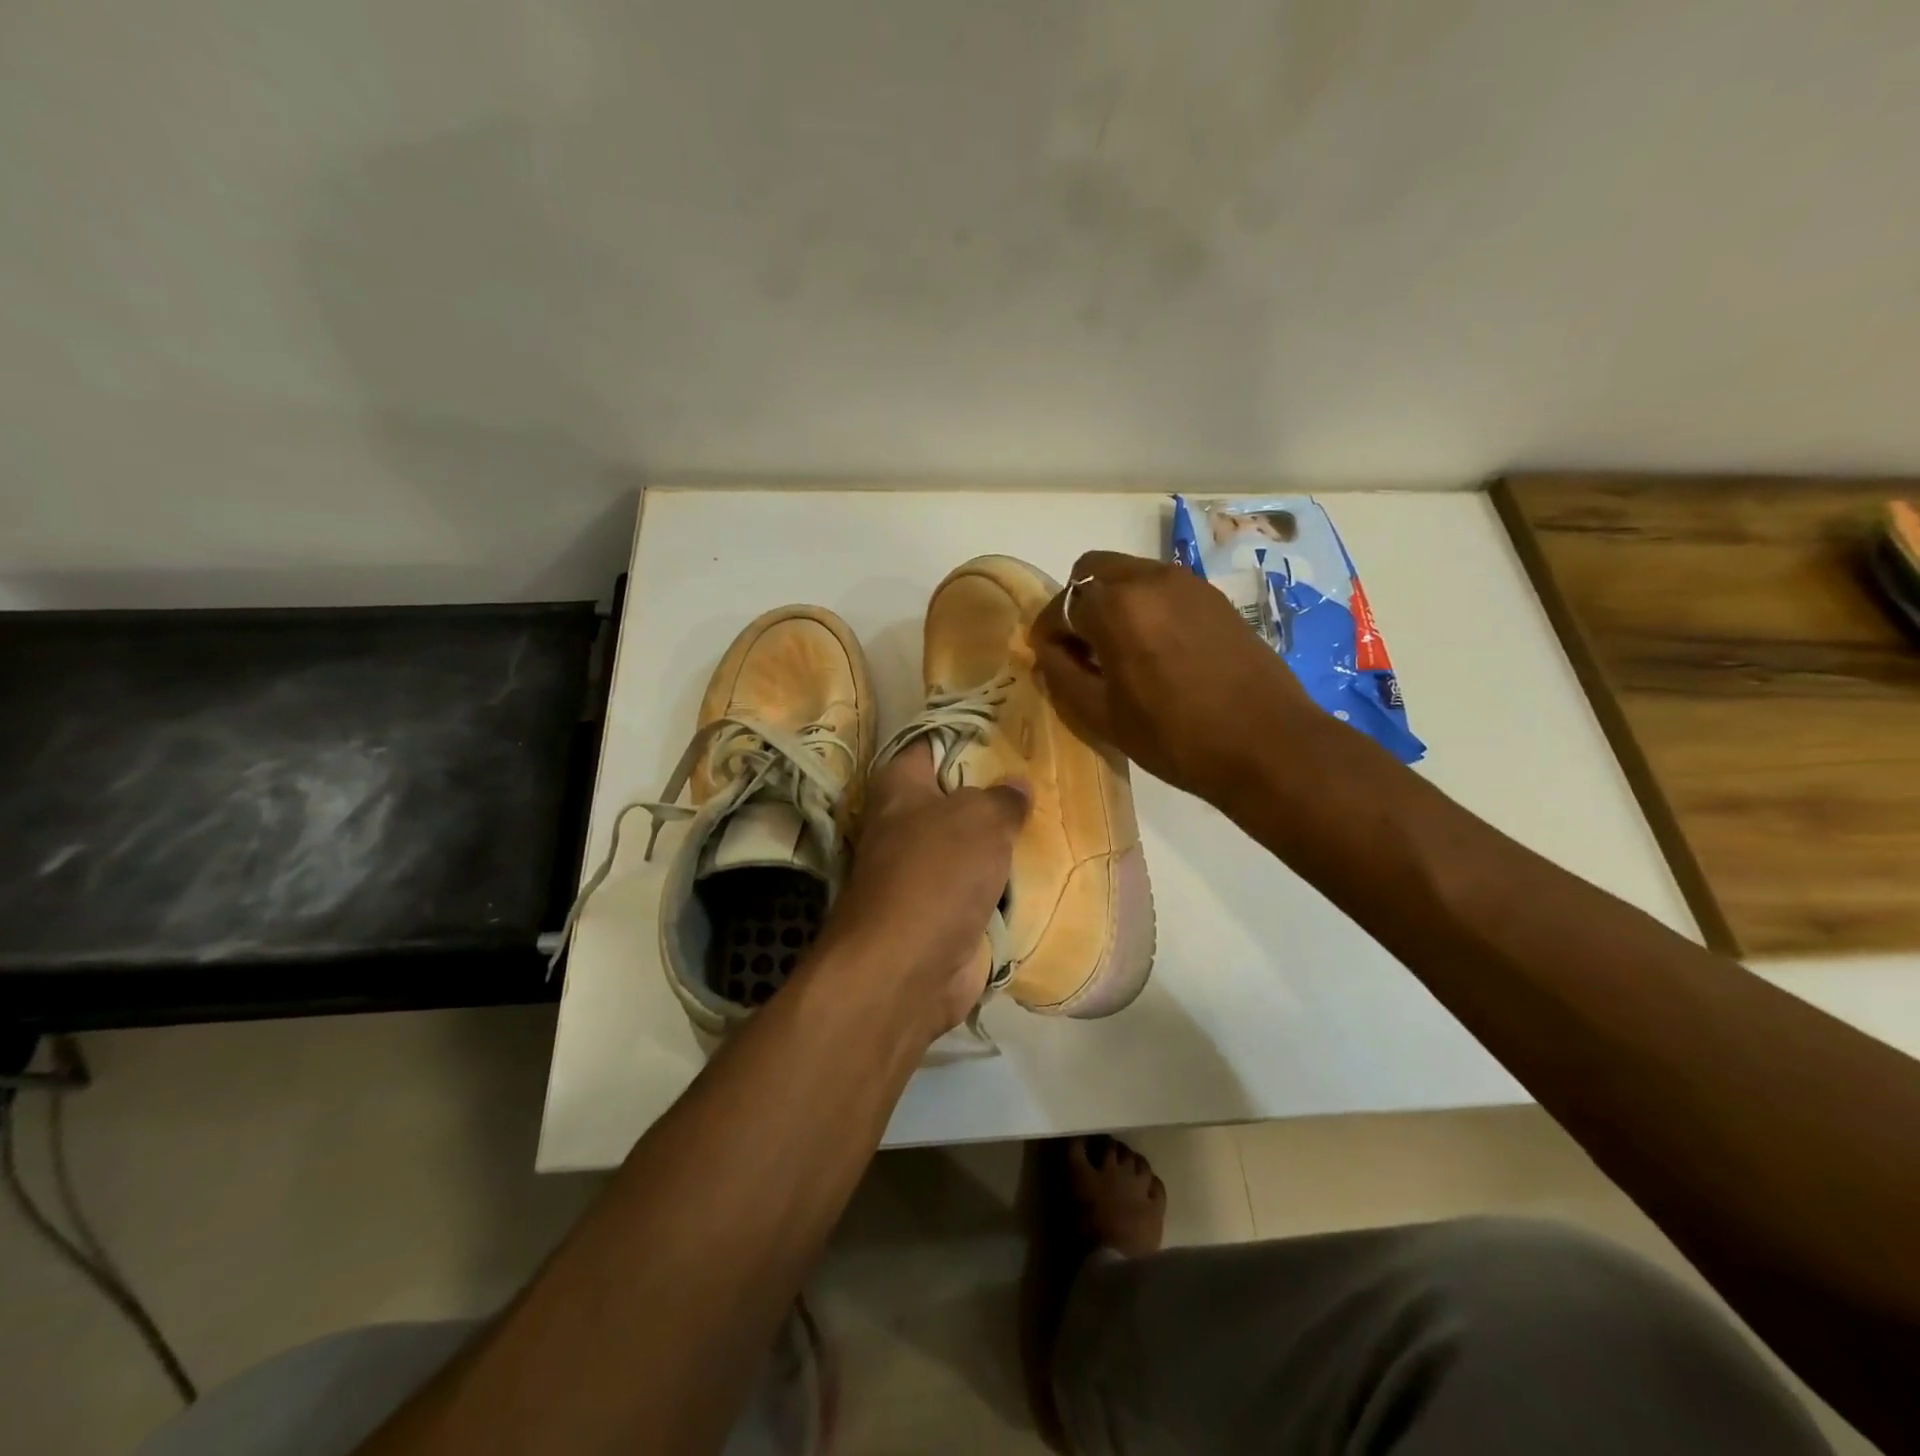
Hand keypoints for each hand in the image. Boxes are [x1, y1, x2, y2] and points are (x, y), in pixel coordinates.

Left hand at [816, 741, 1029, 1039]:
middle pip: (956, 797)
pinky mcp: (943, 913)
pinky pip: (983, 888)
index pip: (931, 745)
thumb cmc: (936, 873)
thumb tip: (1017, 783)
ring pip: (973, 846)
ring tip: (1057, 816)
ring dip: (1005, 841)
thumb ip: (1002, 798)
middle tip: (1045, 775)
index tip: (1010, 728)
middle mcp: (905, 826)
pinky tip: (1048, 868)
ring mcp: (924, 873)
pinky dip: (1007, 884)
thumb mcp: (979, 819)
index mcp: (899, 788)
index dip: (967, 734)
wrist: (908, 969)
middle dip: (996, 791)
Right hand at [1032, 551, 1318, 805]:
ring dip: (1113, 602)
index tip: (1051, 659)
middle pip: (1093, 571)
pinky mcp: (1215, 598)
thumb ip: (1063, 675)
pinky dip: (1146, 606)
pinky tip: (1157, 650)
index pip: (1062, 604)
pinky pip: (1164, 588)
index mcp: (1117, 606)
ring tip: (1120, 651)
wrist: (1268, 744)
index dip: (1049, 632)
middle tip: (1083, 649)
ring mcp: (1188, 584)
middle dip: (1078, 605)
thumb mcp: (1103, 716)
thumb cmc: (1176, 737)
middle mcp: (1151, 579)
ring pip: (1130, 574)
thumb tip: (1049, 650)